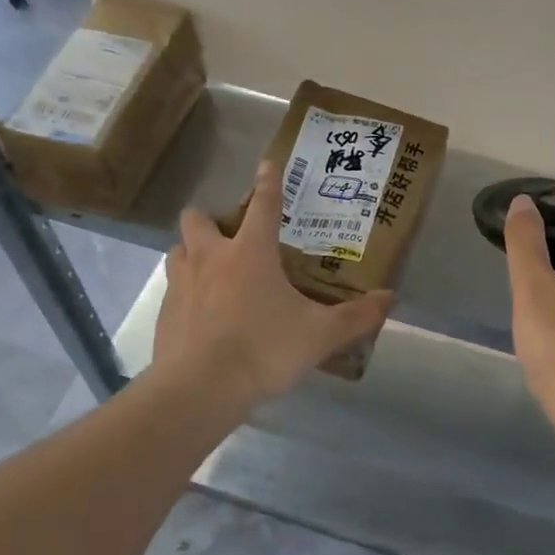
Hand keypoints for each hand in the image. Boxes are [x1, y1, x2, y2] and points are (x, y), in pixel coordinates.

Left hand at [151, 160, 394, 409]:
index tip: (267, 164)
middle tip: (232, 237)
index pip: (263, 205)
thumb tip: (390, 298)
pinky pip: (172, 288)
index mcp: (251, 252)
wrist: (200, 390)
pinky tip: (201, 313)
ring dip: (192, 252)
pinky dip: (185, 291)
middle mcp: (211, 258)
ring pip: (178, 249)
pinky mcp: (164, 313)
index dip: (268, 183)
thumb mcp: (320, 335)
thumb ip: (356, 316)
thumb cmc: (264, 350)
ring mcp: (181, 284)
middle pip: (198, 218)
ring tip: (212, 271)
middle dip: (212, 219)